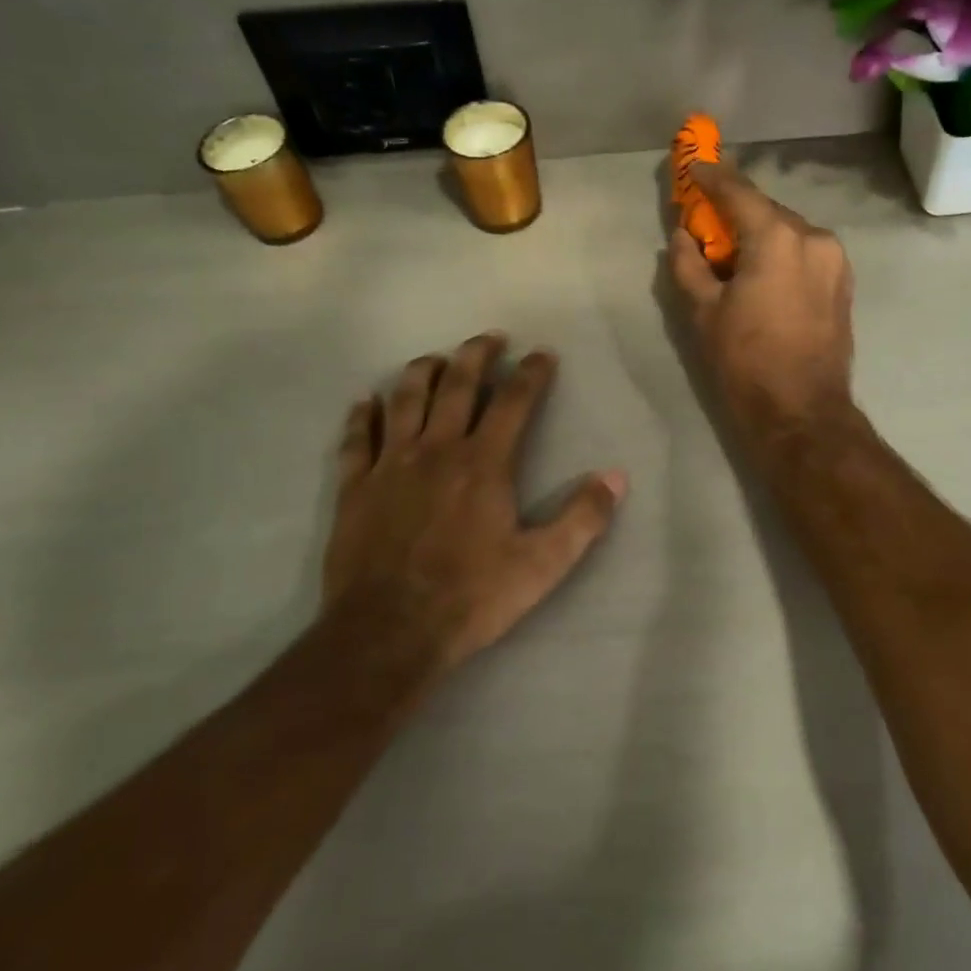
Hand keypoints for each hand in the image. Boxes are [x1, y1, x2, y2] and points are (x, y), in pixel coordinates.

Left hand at [319, 334, 626, 691]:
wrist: (389, 631)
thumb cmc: (472, 597)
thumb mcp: (542, 564)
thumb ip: (582, 518)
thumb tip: (616, 477)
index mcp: (484, 463)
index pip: (513, 401)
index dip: (531, 373)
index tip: (542, 354)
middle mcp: (437, 450)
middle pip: (457, 386)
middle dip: (476, 355)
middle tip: (489, 338)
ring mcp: (391, 465)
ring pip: (405, 400)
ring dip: (422, 371)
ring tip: (435, 358)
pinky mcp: (355, 487)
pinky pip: (357, 438)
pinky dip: (362, 415)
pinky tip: (366, 401)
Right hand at [668, 163, 856, 442]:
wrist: (801, 413)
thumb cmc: (745, 362)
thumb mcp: (703, 313)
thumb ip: (688, 265)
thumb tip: (682, 237)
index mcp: (778, 238)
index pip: (740, 193)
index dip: (713, 177)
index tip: (694, 166)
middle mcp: (814, 238)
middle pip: (767, 212)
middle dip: (736, 214)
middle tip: (707, 224)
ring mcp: (835, 261)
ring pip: (788, 234)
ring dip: (760, 237)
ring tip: (733, 260)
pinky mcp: (842, 285)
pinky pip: (804, 255)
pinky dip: (780, 255)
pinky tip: (761, 277)